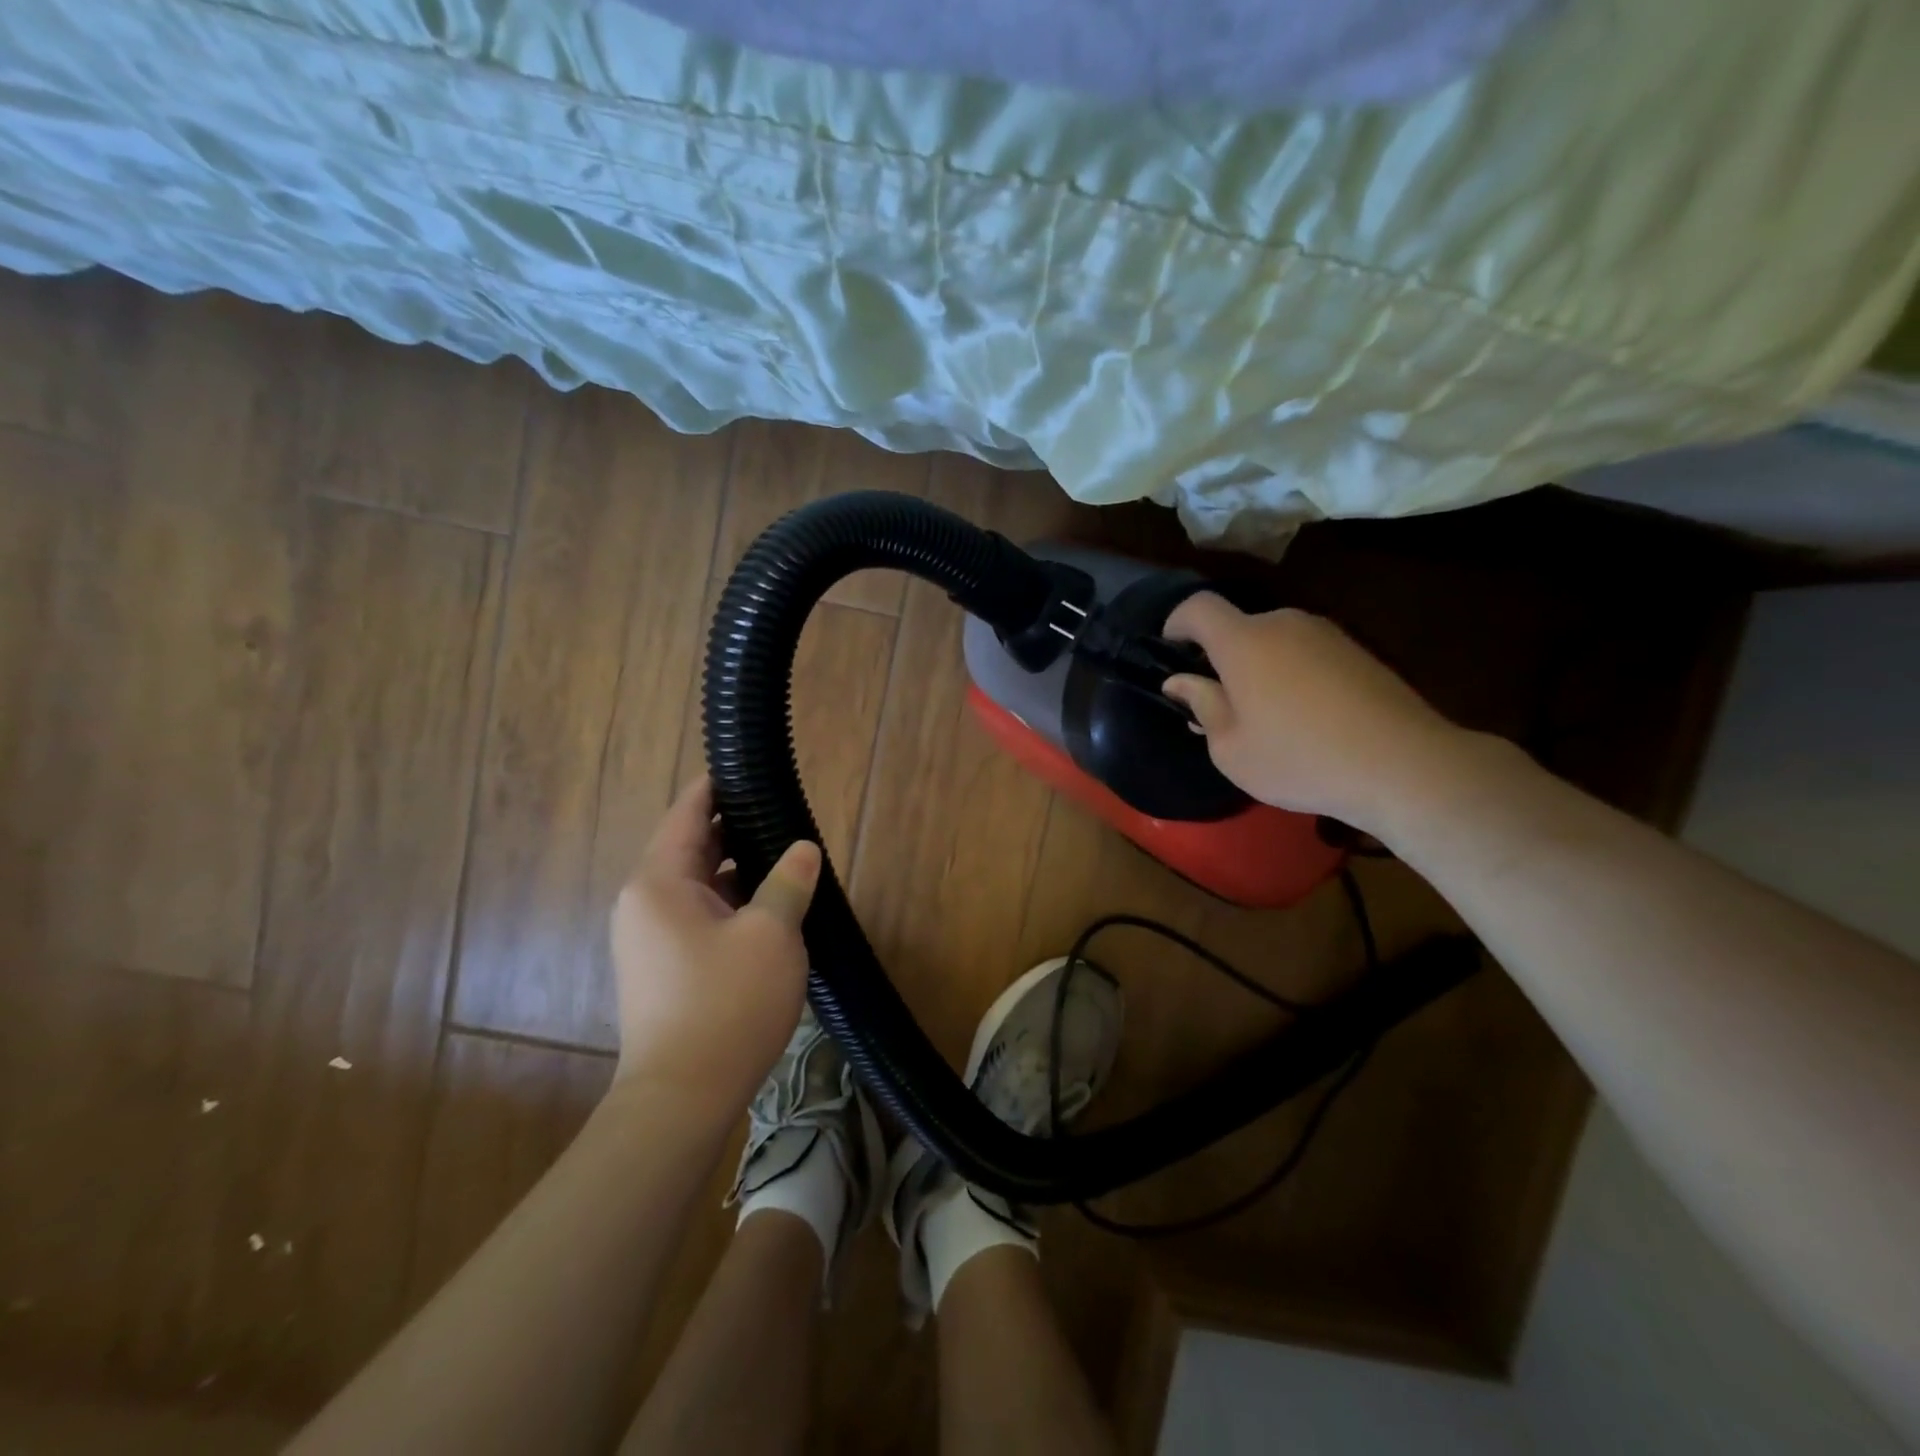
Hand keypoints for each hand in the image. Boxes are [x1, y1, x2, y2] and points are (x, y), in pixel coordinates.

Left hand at [608, 776, 820, 1123]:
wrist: (681, 1098)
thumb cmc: (727, 1004)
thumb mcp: (772, 934)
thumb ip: (788, 882)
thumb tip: (803, 848)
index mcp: (660, 881)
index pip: (688, 812)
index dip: (719, 786)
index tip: (751, 768)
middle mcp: (644, 901)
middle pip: (691, 846)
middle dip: (736, 829)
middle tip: (784, 814)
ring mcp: (648, 937)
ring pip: (697, 883)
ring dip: (737, 869)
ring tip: (785, 857)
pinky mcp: (661, 966)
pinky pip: (696, 914)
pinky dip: (729, 901)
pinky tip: (768, 907)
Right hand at [1162, 594, 1466, 834]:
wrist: (1404, 765)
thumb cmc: (1299, 759)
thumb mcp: (1231, 749)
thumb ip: (1202, 706)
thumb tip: (1182, 682)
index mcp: (1244, 642)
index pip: (1198, 607)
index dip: (1177, 622)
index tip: (1171, 651)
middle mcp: (1284, 624)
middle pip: (1238, 627)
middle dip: (1221, 658)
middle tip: (1219, 704)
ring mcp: (1327, 635)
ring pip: (1274, 642)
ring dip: (1259, 668)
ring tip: (1266, 718)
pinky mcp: (1359, 652)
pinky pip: (1307, 654)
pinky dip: (1293, 675)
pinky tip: (1307, 719)